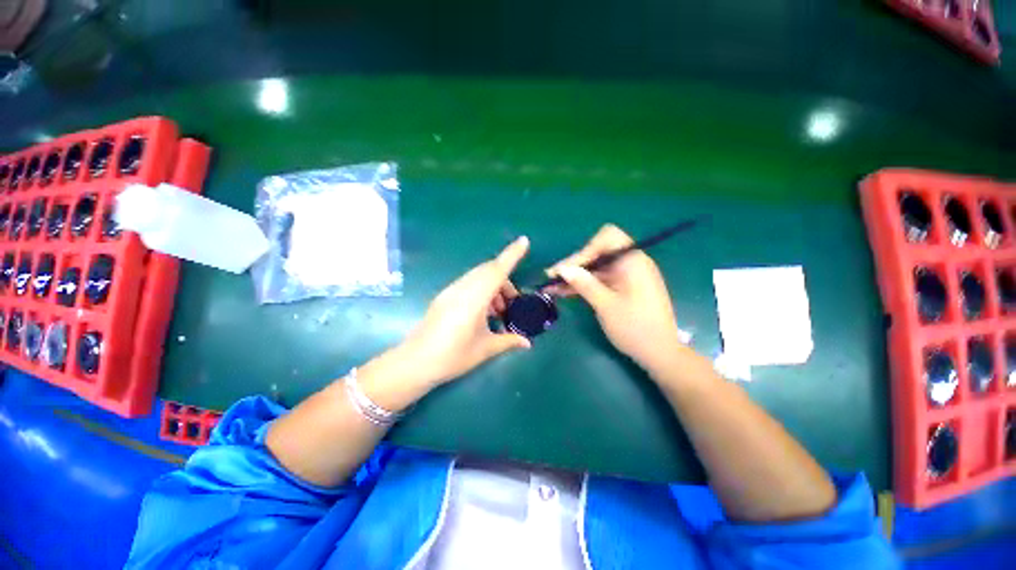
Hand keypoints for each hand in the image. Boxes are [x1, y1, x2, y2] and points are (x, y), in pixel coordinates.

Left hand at [401, 237, 532, 384]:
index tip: (524, 241)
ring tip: (498, 311)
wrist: (415, 363)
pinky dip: (482, 290)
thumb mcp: (485, 349)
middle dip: (505, 280)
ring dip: (493, 286)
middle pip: (488, 271)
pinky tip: (484, 312)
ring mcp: (451, 291)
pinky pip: (468, 284)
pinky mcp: (445, 296)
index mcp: (474, 299)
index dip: (512, 255)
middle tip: (514, 301)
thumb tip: (527, 343)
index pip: (496, 270)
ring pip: (478, 277)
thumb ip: (508, 341)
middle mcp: (462, 289)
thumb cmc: (453, 356)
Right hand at [547, 224, 682, 372]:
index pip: (607, 238)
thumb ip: (584, 284)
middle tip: (552, 277)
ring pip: (595, 268)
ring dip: (575, 277)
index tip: (570, 268)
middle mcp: (631, 263)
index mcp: (632, 261)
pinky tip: (564, 292)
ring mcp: (626, 276)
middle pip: (598, 253)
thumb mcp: (606, 305)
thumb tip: (563, 268)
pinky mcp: (623, 288)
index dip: (585, 250)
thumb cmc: (635, 328)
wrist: (659, 353)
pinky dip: (584, 285)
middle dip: (574, 264)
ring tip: (552, 287)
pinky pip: (600, 280)